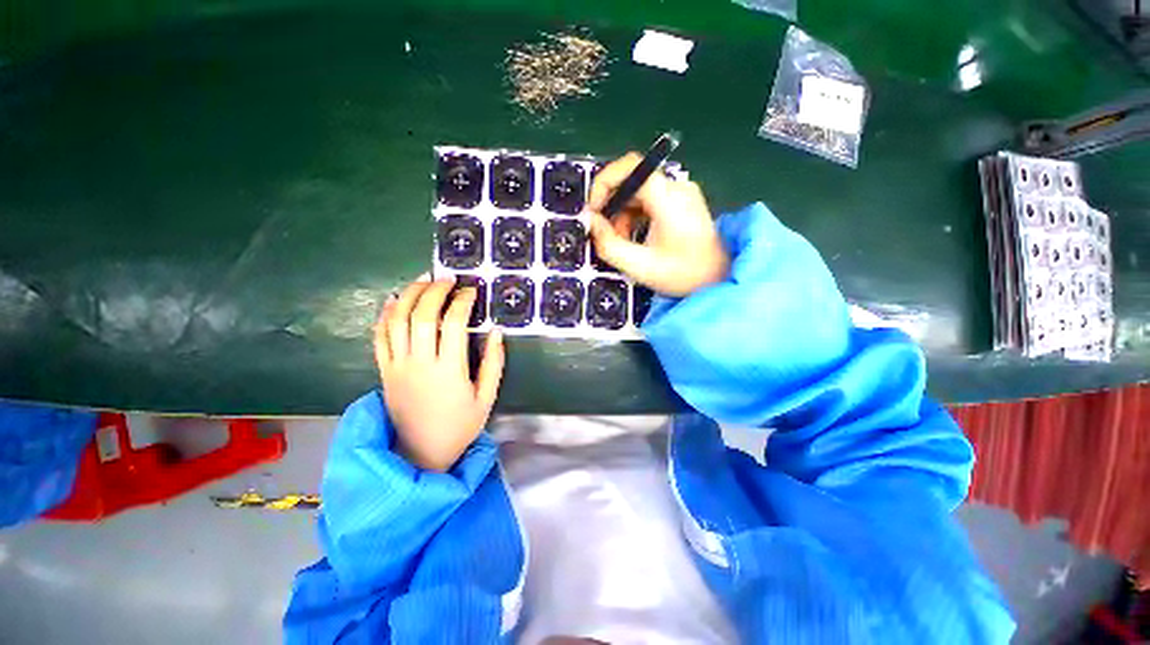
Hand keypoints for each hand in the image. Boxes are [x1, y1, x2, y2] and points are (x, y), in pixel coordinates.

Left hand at [375, 278, 504, 471]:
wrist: (421, 453)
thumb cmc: (459, 426)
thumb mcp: (486, 398)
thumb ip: (494, 364)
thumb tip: (496, 332)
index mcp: (449, 370)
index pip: (452, 324)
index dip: (462, 301)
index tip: (471, 291)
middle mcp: (420, 363)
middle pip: (422, 315)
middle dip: (435, 290)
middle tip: (447, 278)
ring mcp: (397, 366)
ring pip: (396, 321)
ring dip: (409, 295)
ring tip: (423, 280)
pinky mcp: (384, 371)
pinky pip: (379, 337)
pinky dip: (384, 315)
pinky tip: (394, 300)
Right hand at [586, 153, 729, 296]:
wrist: (719, 280)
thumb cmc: (682, 275)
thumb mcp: (639, 266)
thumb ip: (609, 244)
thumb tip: (591, 221)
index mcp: (669, 198)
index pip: (630, 167)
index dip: (604, 183)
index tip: (594, 211)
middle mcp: (676, 187)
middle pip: (632, 181)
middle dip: (612, 207)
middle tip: (606, 236)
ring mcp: (680, 193)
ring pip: (637, 193)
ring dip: (622, 215)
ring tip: (622, 243)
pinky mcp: (680, 202)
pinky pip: (647, 201)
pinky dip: (634, 217)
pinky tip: (634, 239)